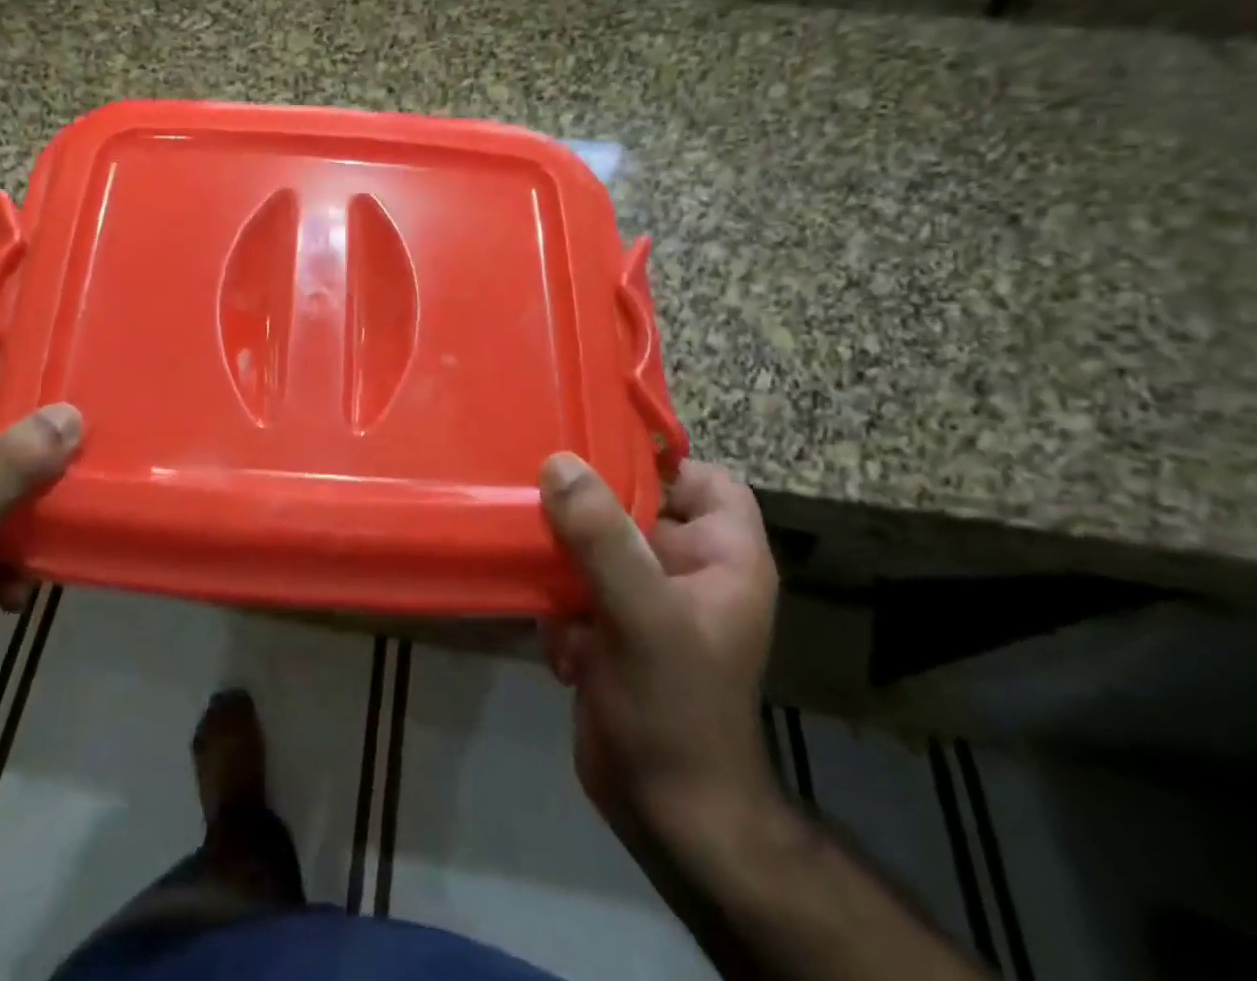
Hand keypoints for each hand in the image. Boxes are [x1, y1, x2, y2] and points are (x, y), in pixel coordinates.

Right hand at [540, 455, 779, 854]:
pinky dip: (556, 594)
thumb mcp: (641, 615)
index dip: (659, 459)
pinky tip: (551, 630)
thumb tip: (559, 463)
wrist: (663, 811)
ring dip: (562, 550)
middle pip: (637, 504)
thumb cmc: (674, 707)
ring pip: (598, 539)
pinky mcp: (611, 623)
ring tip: (535, 558)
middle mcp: (688, 570)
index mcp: (723, 558)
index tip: (594, 446)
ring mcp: (647, 598)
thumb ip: (602, 536)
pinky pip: (576, 579)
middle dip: (587, 501)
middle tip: (536, 485)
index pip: (706, 480)